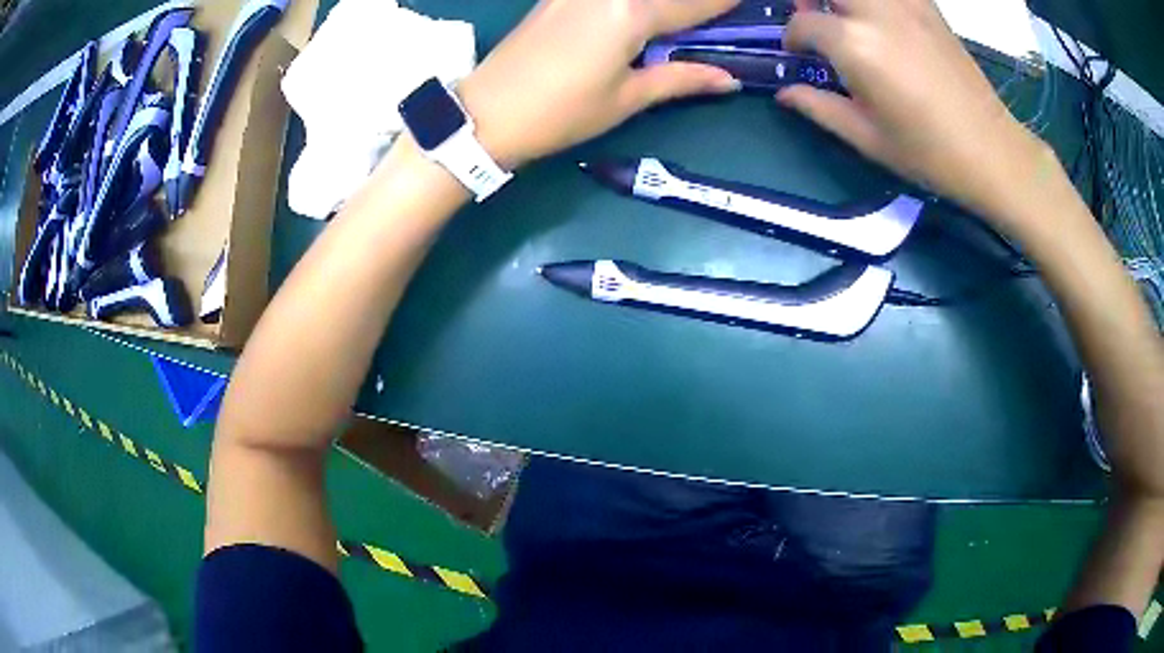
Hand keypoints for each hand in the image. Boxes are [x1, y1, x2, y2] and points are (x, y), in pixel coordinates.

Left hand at [458, 0, 741, 168]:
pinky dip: (638, 1)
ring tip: (684, 19)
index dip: (729, 1)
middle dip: (700, 2)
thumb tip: (729, 80)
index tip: (752, 2)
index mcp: (633, 12)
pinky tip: (648, 12)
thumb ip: (681, 79)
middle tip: (719, 13)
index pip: (698, 2)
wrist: (487, 111)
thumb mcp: (627, 98)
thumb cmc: (561, 112)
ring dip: (669, 3)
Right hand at [776, 0, 1052, 221]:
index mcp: (855, 45)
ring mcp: (906, 4)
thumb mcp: (868, 138)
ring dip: (844, 1)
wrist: (992, 151)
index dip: (794, 40)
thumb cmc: (929, 153)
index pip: (804, 23)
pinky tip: (881, 21)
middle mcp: (877, 12)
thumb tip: (785, 94)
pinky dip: (878, 3)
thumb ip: (819, 107)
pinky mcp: (928, 7)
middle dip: (812, 2)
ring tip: (848, 19)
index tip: (800, 56)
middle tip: (817, 20)